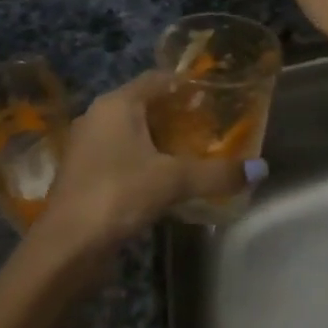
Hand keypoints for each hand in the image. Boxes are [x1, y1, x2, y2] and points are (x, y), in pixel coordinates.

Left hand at [32, 72, 256, 258]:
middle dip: (176, 115)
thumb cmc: (118, 194)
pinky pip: (121, 156)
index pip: (157, 79)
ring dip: (160, 141)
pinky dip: (144, 161)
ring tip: (194, 153)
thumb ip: (217, 173)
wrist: (65, 247)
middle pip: (144, 105)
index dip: (186, 85)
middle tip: (211, 127)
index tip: (214, 96)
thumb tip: (261, 169)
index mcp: (116, 104)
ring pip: (131, 133)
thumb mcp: (174, 180)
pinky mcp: (84, 175)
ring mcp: (87, 147)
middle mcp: (98, 117)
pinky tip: (166, 180)